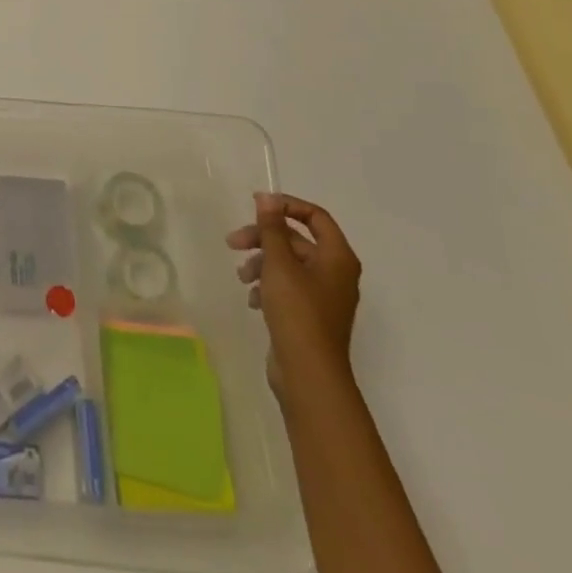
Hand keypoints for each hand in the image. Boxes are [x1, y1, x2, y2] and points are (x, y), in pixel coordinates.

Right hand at [227, 192, 361, 394]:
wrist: (308, 374)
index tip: (256, 205)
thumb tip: (267, 198)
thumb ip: (272, 228)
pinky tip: (253, 300)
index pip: (315, 216)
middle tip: (233, 242)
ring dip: (262, 263)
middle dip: (263, 238)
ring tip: (241, 276)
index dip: (286, 205)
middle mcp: (335, 273)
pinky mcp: (310, 315)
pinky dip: (268, 286)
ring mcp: (323, 296)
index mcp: (337, 257)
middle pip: (296, 240)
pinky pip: (287, 287)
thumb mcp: (279, 264)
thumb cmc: (297, 312)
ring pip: (288, 264)